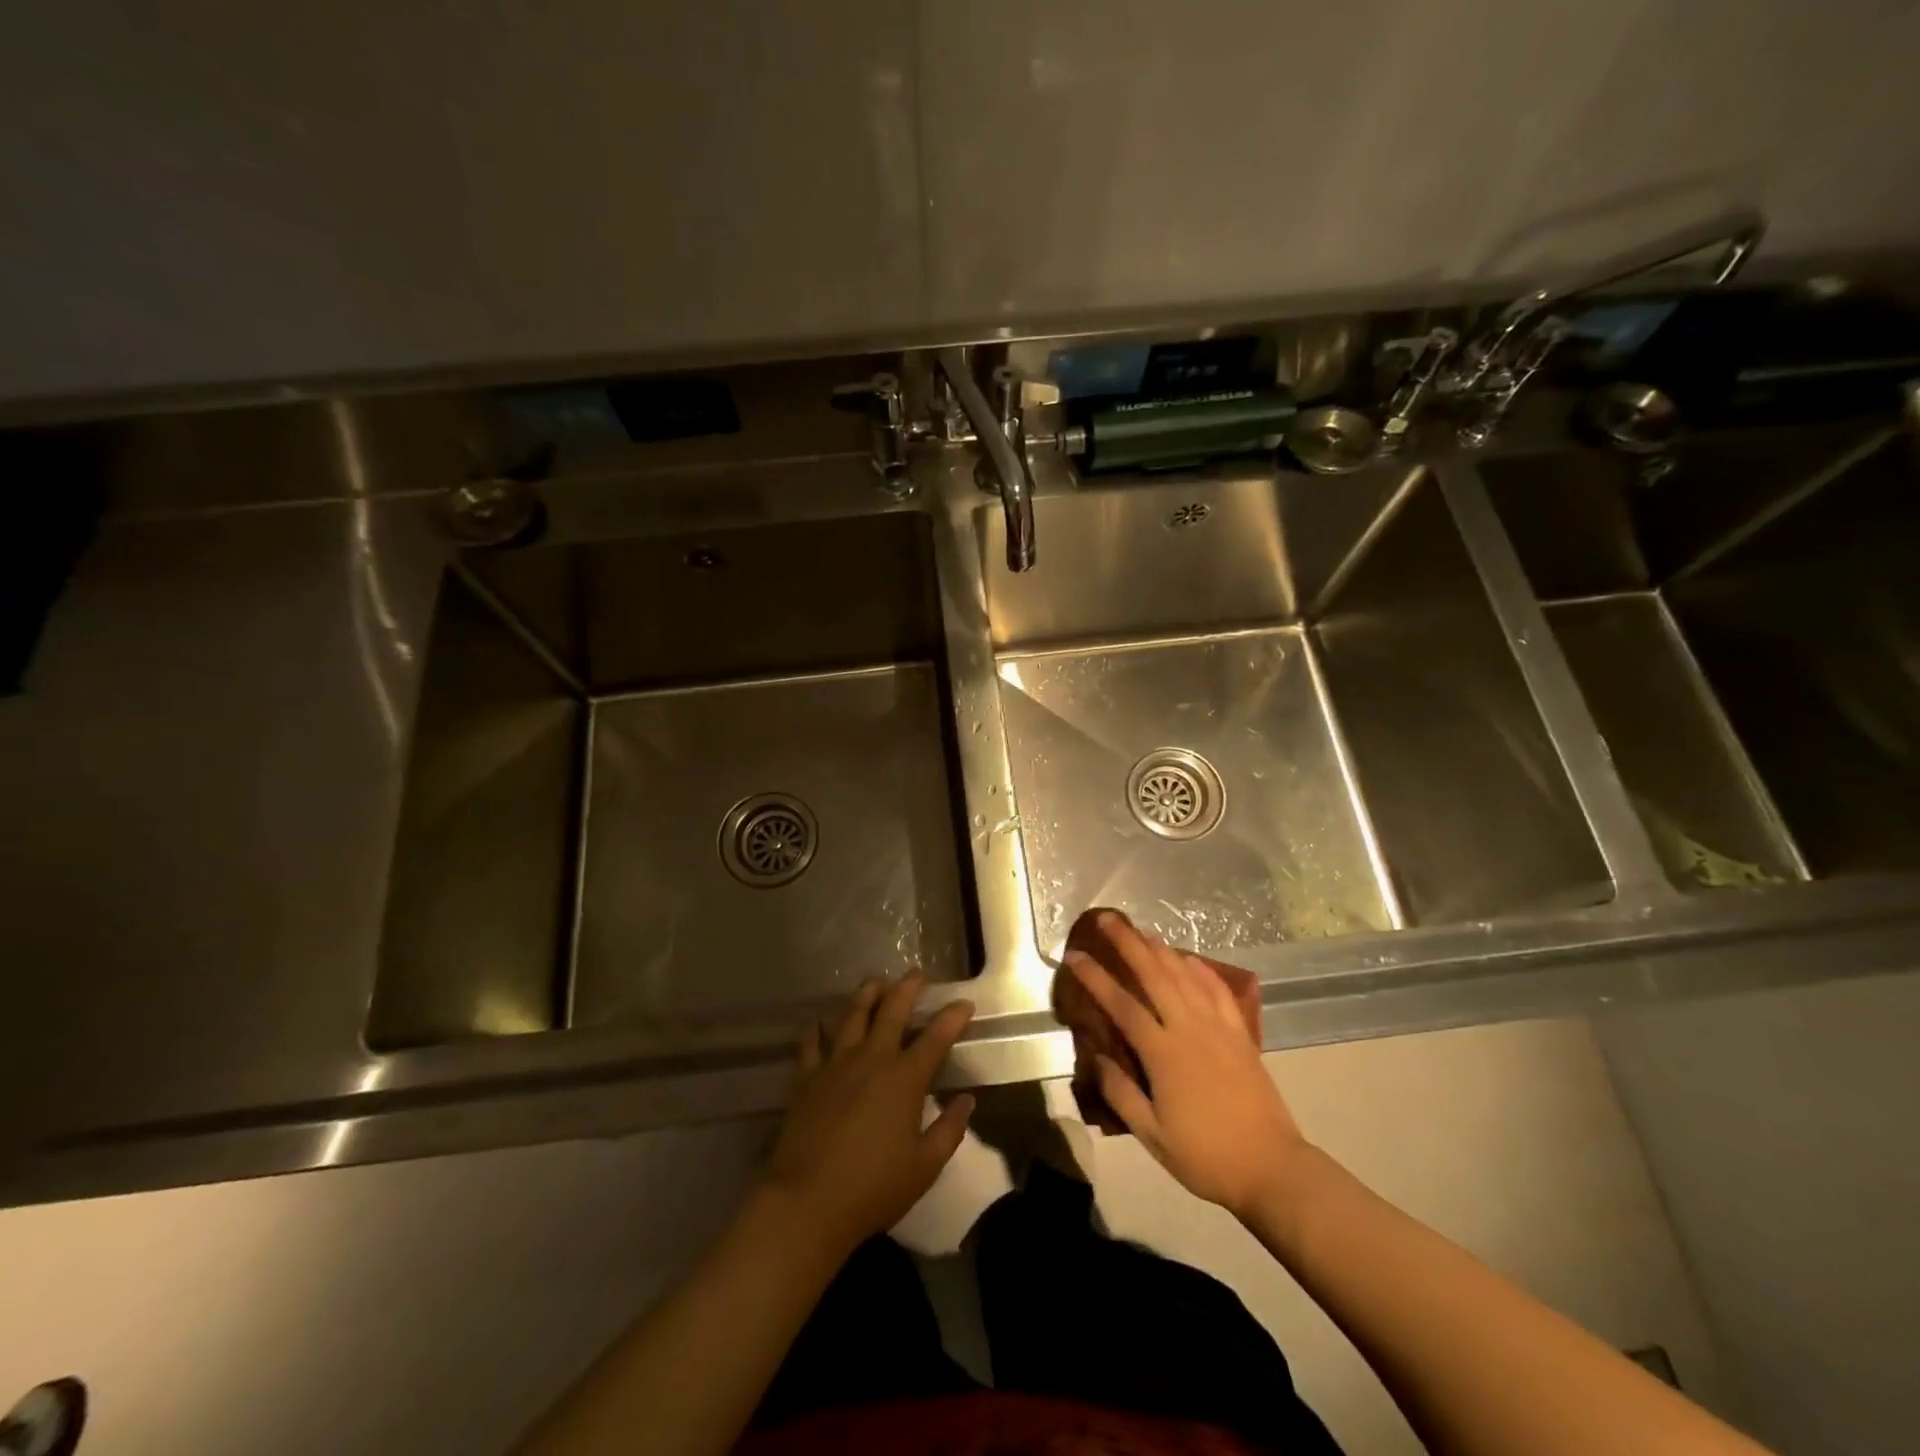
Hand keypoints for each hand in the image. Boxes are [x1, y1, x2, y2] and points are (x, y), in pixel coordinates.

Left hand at [763, 976, 974, 1255]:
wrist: (808, 1202)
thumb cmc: (873, 1188)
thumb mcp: (924, 1167)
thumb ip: (949, 1130)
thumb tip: (966, 1100)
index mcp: (905, 1078)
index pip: (936, 1037)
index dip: (953, 1017)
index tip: (965, 1003)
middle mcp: (872, 1059)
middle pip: (892, 1010)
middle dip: (907, 988)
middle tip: (917, 974)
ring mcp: (835, 1064)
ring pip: (853, 1015)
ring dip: (866, 995)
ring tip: (874, 981)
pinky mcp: (806, 1078)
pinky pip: (810, 1044)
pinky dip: (814, 1030)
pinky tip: (816, 1021)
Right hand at [1065, 914, 1307, 1220]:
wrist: (1272, 1169)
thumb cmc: (1205, 1156)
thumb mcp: (1152, 1136)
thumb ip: (1120, 1092)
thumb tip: (1095, 1056)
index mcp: (1163, 1053)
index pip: (1121, 1004)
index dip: (1095, 977)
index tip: (1074, 955)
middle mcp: (1189, 1029)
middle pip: (1154, 974)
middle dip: (1128, 943)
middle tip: (1107, 919)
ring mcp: (1219, 1028)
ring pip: (1186, 975)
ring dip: (1161, 948)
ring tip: (1141, 930)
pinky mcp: (1241, 1035)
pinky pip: (1219, 991)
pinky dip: (1201, 970)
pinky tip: (1190, 959)